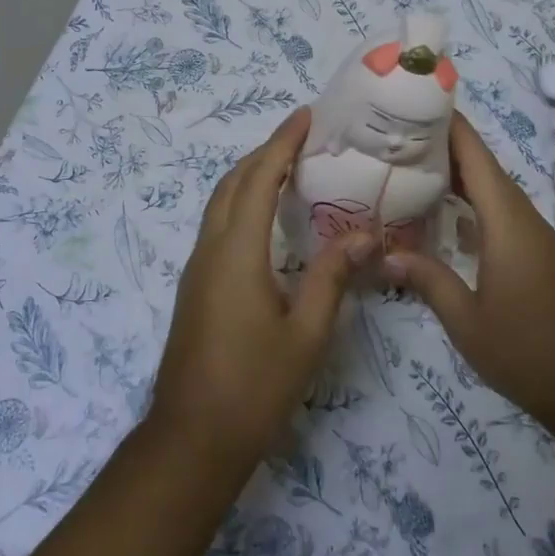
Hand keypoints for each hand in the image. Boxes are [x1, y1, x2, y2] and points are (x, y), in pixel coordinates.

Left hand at [149, 109, 371, 473]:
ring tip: (288, 168)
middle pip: (233, 182)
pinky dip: (241, 203)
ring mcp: (197, 268)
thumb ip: (332, 278)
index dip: (282, 143)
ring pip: (220, 202)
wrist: (192, 438)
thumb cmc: (254, 387)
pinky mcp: (195, 286)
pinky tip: (266, 219)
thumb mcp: (305, 334)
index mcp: (237, 252)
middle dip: (265, 152)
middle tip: (303, 138)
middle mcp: (210, 249)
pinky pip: (217, 225)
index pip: (259, 179)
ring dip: (249, 176)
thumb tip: (362, 234)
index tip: (306, 117)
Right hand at [384, 112, 554, 442]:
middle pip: (482, 165)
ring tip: (410, 167)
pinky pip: (499, 212)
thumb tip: (385, 255)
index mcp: (506, 221)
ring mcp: (534, 235)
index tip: (414, 100)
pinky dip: (470, 203)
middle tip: (394, 135)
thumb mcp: (468, 323)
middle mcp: (522, 217)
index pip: (474, 155)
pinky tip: (443, 217)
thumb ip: (428, 281)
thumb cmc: (530, 352)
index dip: (447, 123)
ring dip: (456, 174)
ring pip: (491, 189)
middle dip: (442, 145)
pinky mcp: (537, 254)